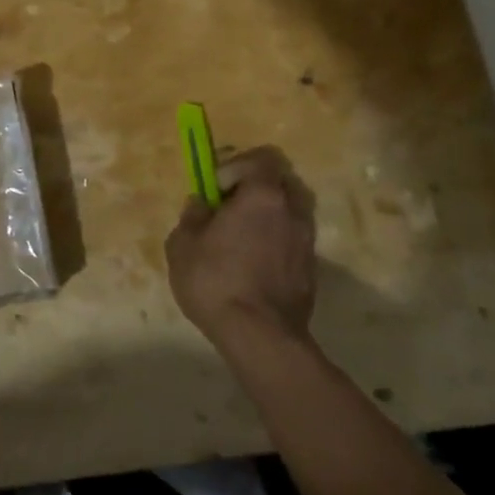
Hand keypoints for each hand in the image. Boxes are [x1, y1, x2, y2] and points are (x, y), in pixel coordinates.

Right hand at [165, 146, 318, 350]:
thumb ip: (192, 216)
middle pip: (281, 181)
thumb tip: (202, 205)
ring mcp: (307, 240)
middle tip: (231, 207)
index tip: (216, 190)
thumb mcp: (183, 245)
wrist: (261, 337)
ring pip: (291, 211)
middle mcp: (292, 210)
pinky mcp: (311, 269)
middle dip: (256, 187)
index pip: (261, 158)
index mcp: (263, 195)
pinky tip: (255, 265)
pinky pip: (293, 239)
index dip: (236, 167)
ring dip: (269, 216)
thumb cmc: (216, 281)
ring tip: (243, 238)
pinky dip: (277, 241)